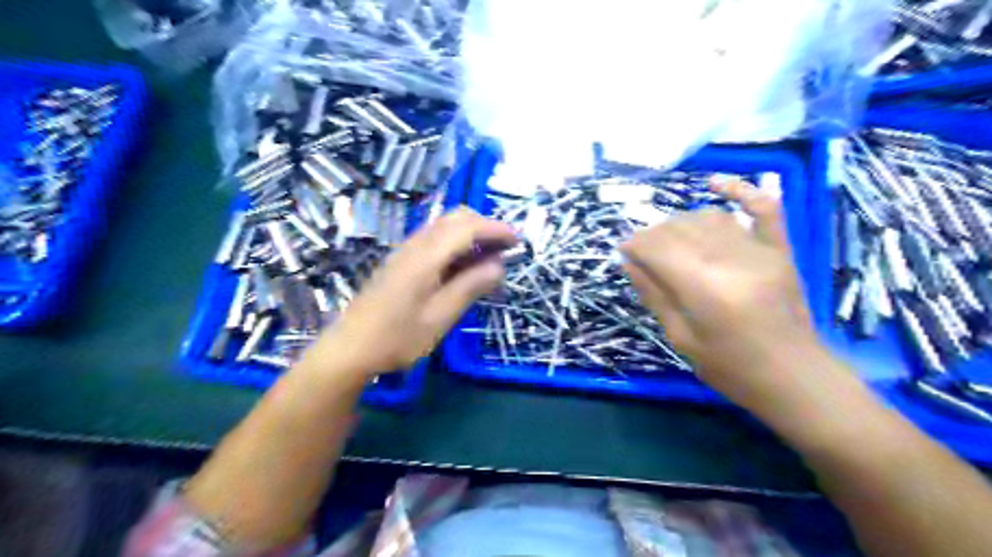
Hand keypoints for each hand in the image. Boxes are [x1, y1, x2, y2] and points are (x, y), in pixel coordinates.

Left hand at [302, 206, 519, 377]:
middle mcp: (415, 245)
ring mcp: (405, 251)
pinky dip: (456, 242)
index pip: (467, 228)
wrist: (350, 348)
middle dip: (485, 226)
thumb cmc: (397, 338)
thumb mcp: (440, 317)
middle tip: (505, 249)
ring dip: (471, 233)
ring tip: (490, 256)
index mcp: (426, 257)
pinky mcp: (401, 261)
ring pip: (444, 226)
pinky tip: (463, 265)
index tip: (518, 240)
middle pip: (455, 218)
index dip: (495, 229)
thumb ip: (470, 286)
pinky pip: (434, 239)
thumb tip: (499, 265)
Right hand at [622, 180, 826, 407]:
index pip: (657, 247)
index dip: (635, 244)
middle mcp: (730, 259)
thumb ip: (654, 295)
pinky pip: (763, 208)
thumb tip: (628, 262)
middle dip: (652, 235)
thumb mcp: (680, 338)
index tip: (623, 252)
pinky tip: (715, 182)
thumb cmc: (729, 367)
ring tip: (669, 240)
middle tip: (642, 253)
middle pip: (679, 228)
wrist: (794, 376)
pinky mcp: (779, 249)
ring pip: (709, 217)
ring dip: (680, 222)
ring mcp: (759, 250)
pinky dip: (740, 190)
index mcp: (703, 287)